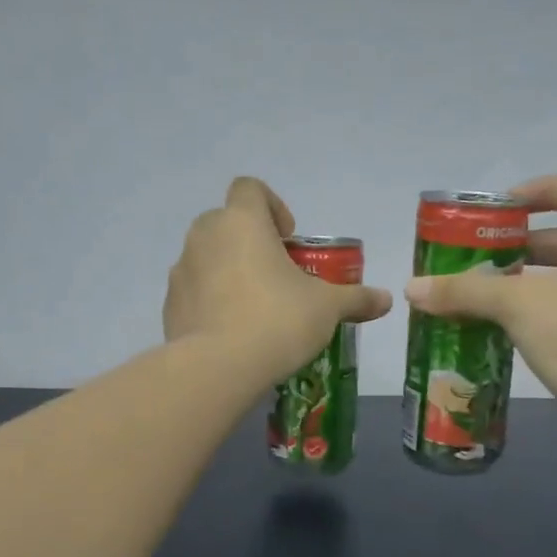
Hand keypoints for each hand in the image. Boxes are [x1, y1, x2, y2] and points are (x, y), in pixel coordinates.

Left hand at [165, 177, 392, 385]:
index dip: (272, 205)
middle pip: (226, 221)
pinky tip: (231, 330)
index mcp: (242, 222)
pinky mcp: (169, 303)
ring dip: (228, 269)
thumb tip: (387, 300)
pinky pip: (193, 289)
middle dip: (251, 240)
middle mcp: (205, 236)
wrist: (218, 368)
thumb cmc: (278, 320)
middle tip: (277, 274)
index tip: (289, 238)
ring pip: (206, 256)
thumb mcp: (326, 308)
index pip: (250, 188)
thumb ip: (355, 298)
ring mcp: (181, 270)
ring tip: (254, 306)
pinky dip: (210, 299)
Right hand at [404, 170, 556, 461]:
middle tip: (469, 258)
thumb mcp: (523, 305)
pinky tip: (494, 329)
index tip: (503, 207)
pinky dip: (532, 314)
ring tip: (470, 295)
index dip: (544, 188)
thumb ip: (466, 290)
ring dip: (519, 284)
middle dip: (516, 246)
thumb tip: (413, 288)